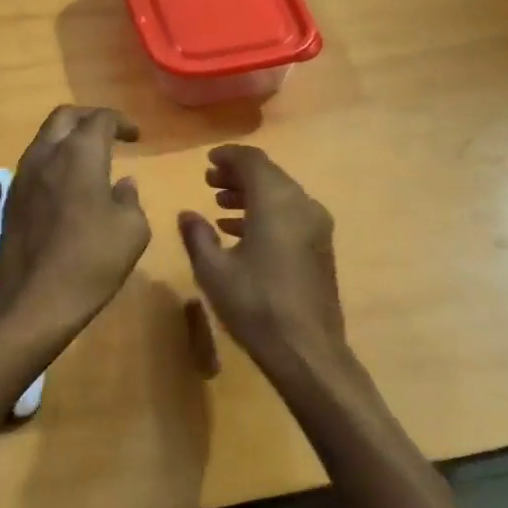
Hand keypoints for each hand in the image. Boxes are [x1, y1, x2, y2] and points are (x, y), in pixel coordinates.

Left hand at [0, 106, 150, 339]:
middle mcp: (45, 155)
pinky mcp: (11, 201)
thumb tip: (122, 185)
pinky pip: (35, 166)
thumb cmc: (90, 261)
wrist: (32, 301)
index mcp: (78, 154)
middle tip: (109, 133)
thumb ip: (130, 200)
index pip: (99, 118)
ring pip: (44, 140)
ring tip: (90, 160)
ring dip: (67, 140)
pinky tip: (69, 188)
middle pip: (64, 118)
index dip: (121, 122)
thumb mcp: (132, 231)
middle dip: (88, 118)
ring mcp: (22, 177)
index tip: (136, 136)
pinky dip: (54, 163)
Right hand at [179, 145, 352, 386]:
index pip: (252, 161)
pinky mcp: (320, 247)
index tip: (206, 161)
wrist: (307, 350)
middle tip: (208, 183)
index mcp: (276, 202)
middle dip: (238, 175)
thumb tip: (187, 214)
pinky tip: (240, 232)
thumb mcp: (214, 270)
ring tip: (219, 206)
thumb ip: (197, 235)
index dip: (228, 157)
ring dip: (251, 195)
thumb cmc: (255, 304)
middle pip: (269, 175)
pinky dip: (265, 213)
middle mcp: (302, 205)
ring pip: (281, 195)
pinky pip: (291, 215)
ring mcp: (316, 226)